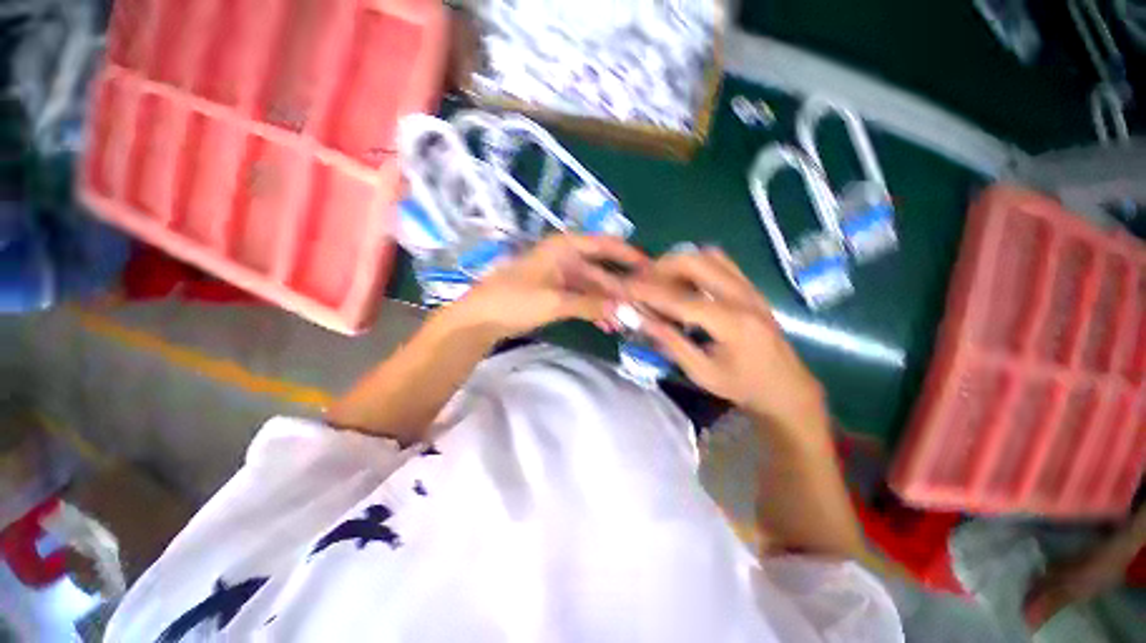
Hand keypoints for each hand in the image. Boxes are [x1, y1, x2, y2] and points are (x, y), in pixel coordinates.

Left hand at [444, 235, 646, 340]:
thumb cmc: (515, 300)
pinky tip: (606, 324)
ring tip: (626, 321)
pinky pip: (580, 298)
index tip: (652, 269)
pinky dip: (593, 309)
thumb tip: (624, 310)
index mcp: (565, 248)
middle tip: (642, 305)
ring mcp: (559, 275)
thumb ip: (591, 304)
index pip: (605, 245)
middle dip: (620, 289)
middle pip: (601, 271)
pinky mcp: (554, 292)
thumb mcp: (555, 301)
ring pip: (592, 288)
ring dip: (607, 303)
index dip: (629, 255)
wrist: (480, 317)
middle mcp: (565, 257)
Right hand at [627, 248, 825, 428]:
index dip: (648, 293)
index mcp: (732, 323)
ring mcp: (750, 288)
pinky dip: (695, 265)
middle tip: (643, 281)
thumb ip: (671, 342)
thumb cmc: (743, 386)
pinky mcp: (750, 288)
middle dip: (663, 267)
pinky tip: (684, 283)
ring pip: (709, 256)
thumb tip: (641, 319)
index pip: (680, 300)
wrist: (787, 387)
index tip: (625, 288)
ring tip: (660, 279)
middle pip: (697, 262)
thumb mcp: (702, 372)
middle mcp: (742, 297)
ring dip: (679, 262)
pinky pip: (721, 263)